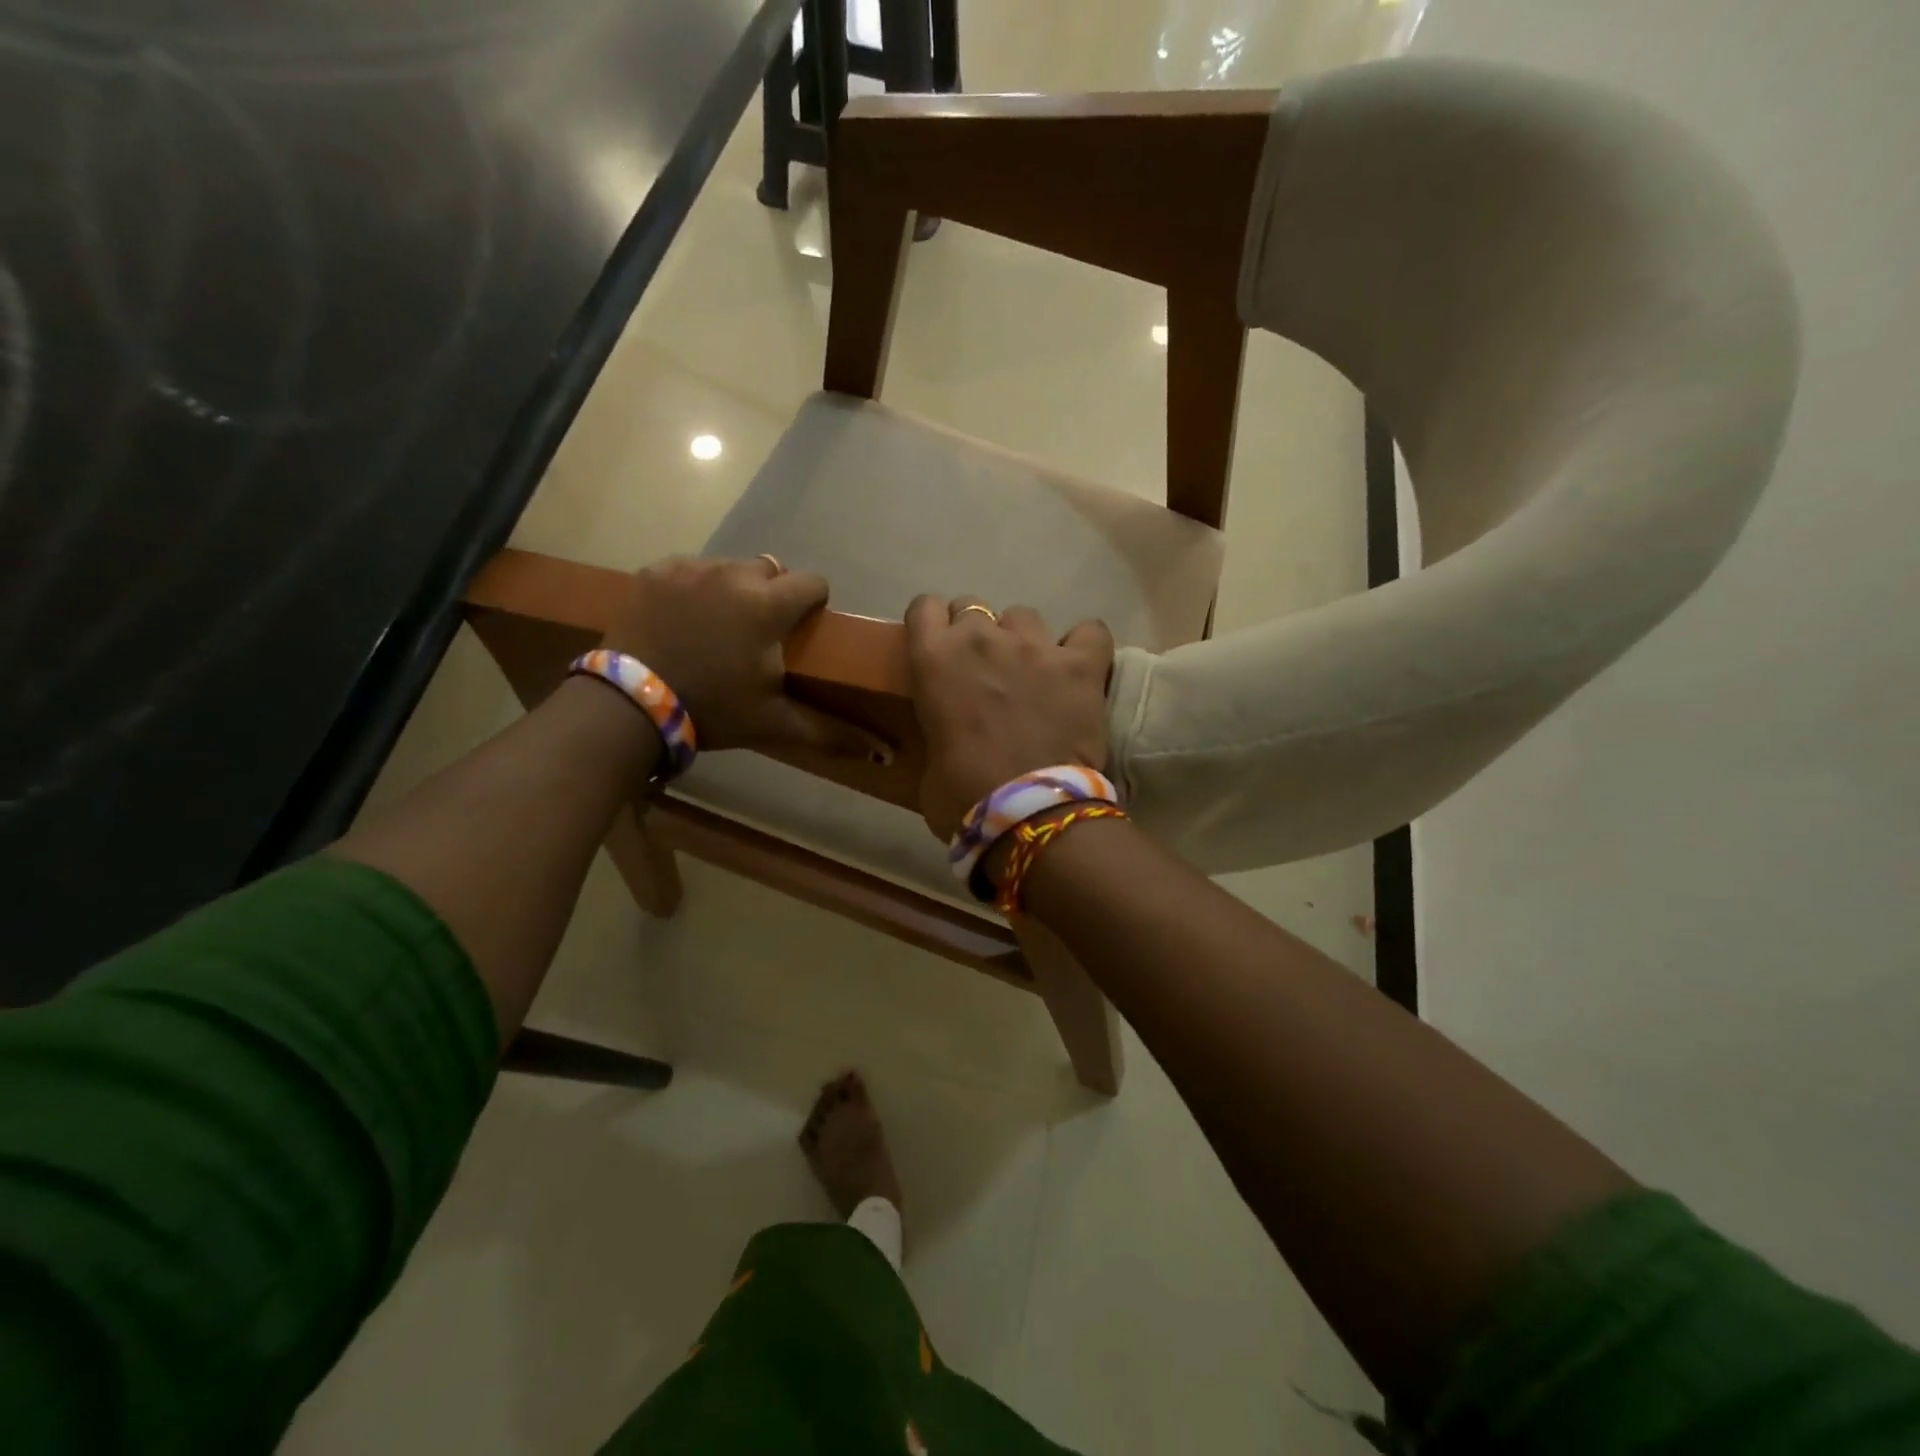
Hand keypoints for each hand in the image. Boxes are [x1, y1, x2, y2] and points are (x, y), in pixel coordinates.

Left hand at [605, 557, 885, 759]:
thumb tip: (886, 753)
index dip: (813, 603)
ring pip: (730, 567)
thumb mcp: (775, 723)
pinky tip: (683, 619)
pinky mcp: (656, 571)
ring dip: (733, 590)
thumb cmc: (713, 711)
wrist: (630, 707)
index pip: (813, 582)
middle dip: (772, 595)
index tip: (802, 629)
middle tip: (758, 634)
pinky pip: (689, 569)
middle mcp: (734, 574)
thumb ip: (832, 733)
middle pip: (771, 570)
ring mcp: (690, 568)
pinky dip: (694, 588)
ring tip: (718, 627)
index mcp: (769, 605)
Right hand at [904, 595, 1115, 839]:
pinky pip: (1090, 632)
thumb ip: (936, 729)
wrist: (1028, 814)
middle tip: (983, 669)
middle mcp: (981, 638)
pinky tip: (1079, 666)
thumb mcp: (928, 762)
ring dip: (1022, 639)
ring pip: (1024, 616)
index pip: (924, 608)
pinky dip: (1084, 646)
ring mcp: (1035, 646)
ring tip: (1032, 671)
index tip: (939, 647)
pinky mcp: (1081, 664)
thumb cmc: (962, 797)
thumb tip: (948, 736)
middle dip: (976, 632)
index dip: (933, 626)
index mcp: (934, 659)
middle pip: (973, 606)